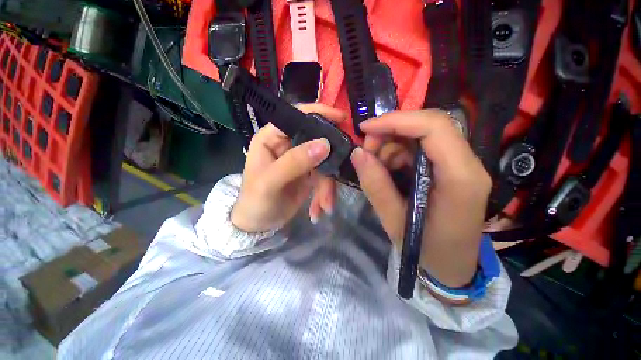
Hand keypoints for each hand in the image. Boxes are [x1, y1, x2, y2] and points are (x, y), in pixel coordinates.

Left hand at [231, 105, 344, 232]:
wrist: (258, 224)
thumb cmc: (255, 201)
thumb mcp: (270, 182)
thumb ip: (295, 161)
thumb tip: (324, 144)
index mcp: (272, 138)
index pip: (297, 116)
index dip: (319, 113)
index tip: (342, 118)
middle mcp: (288, 145)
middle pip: (317, 140)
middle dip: (330, 161)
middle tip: (339, 174)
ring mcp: (301, 160)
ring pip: (324, 163)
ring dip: (327, 186)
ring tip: (324, 205)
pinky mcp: (309, 174)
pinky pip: (324, 177)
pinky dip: (325, 193)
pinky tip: (319, 209)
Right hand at [350, 109, 491, 287]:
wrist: (451, 267)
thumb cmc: (426, 251)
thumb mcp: (395, 222)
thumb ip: (376, 186)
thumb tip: (357, 153)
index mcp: (460, 178)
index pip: (434, 127)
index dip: (396, 120)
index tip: (365, 128)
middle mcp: (467, 164)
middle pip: (427, 125)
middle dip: (390, 132)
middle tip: (366, 152)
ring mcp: (459, 164)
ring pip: (419, 134)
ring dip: (391, 145)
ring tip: (376, 167)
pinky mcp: (448, 167)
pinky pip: (418, 147)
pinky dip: (396, 153)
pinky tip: (388, 170)